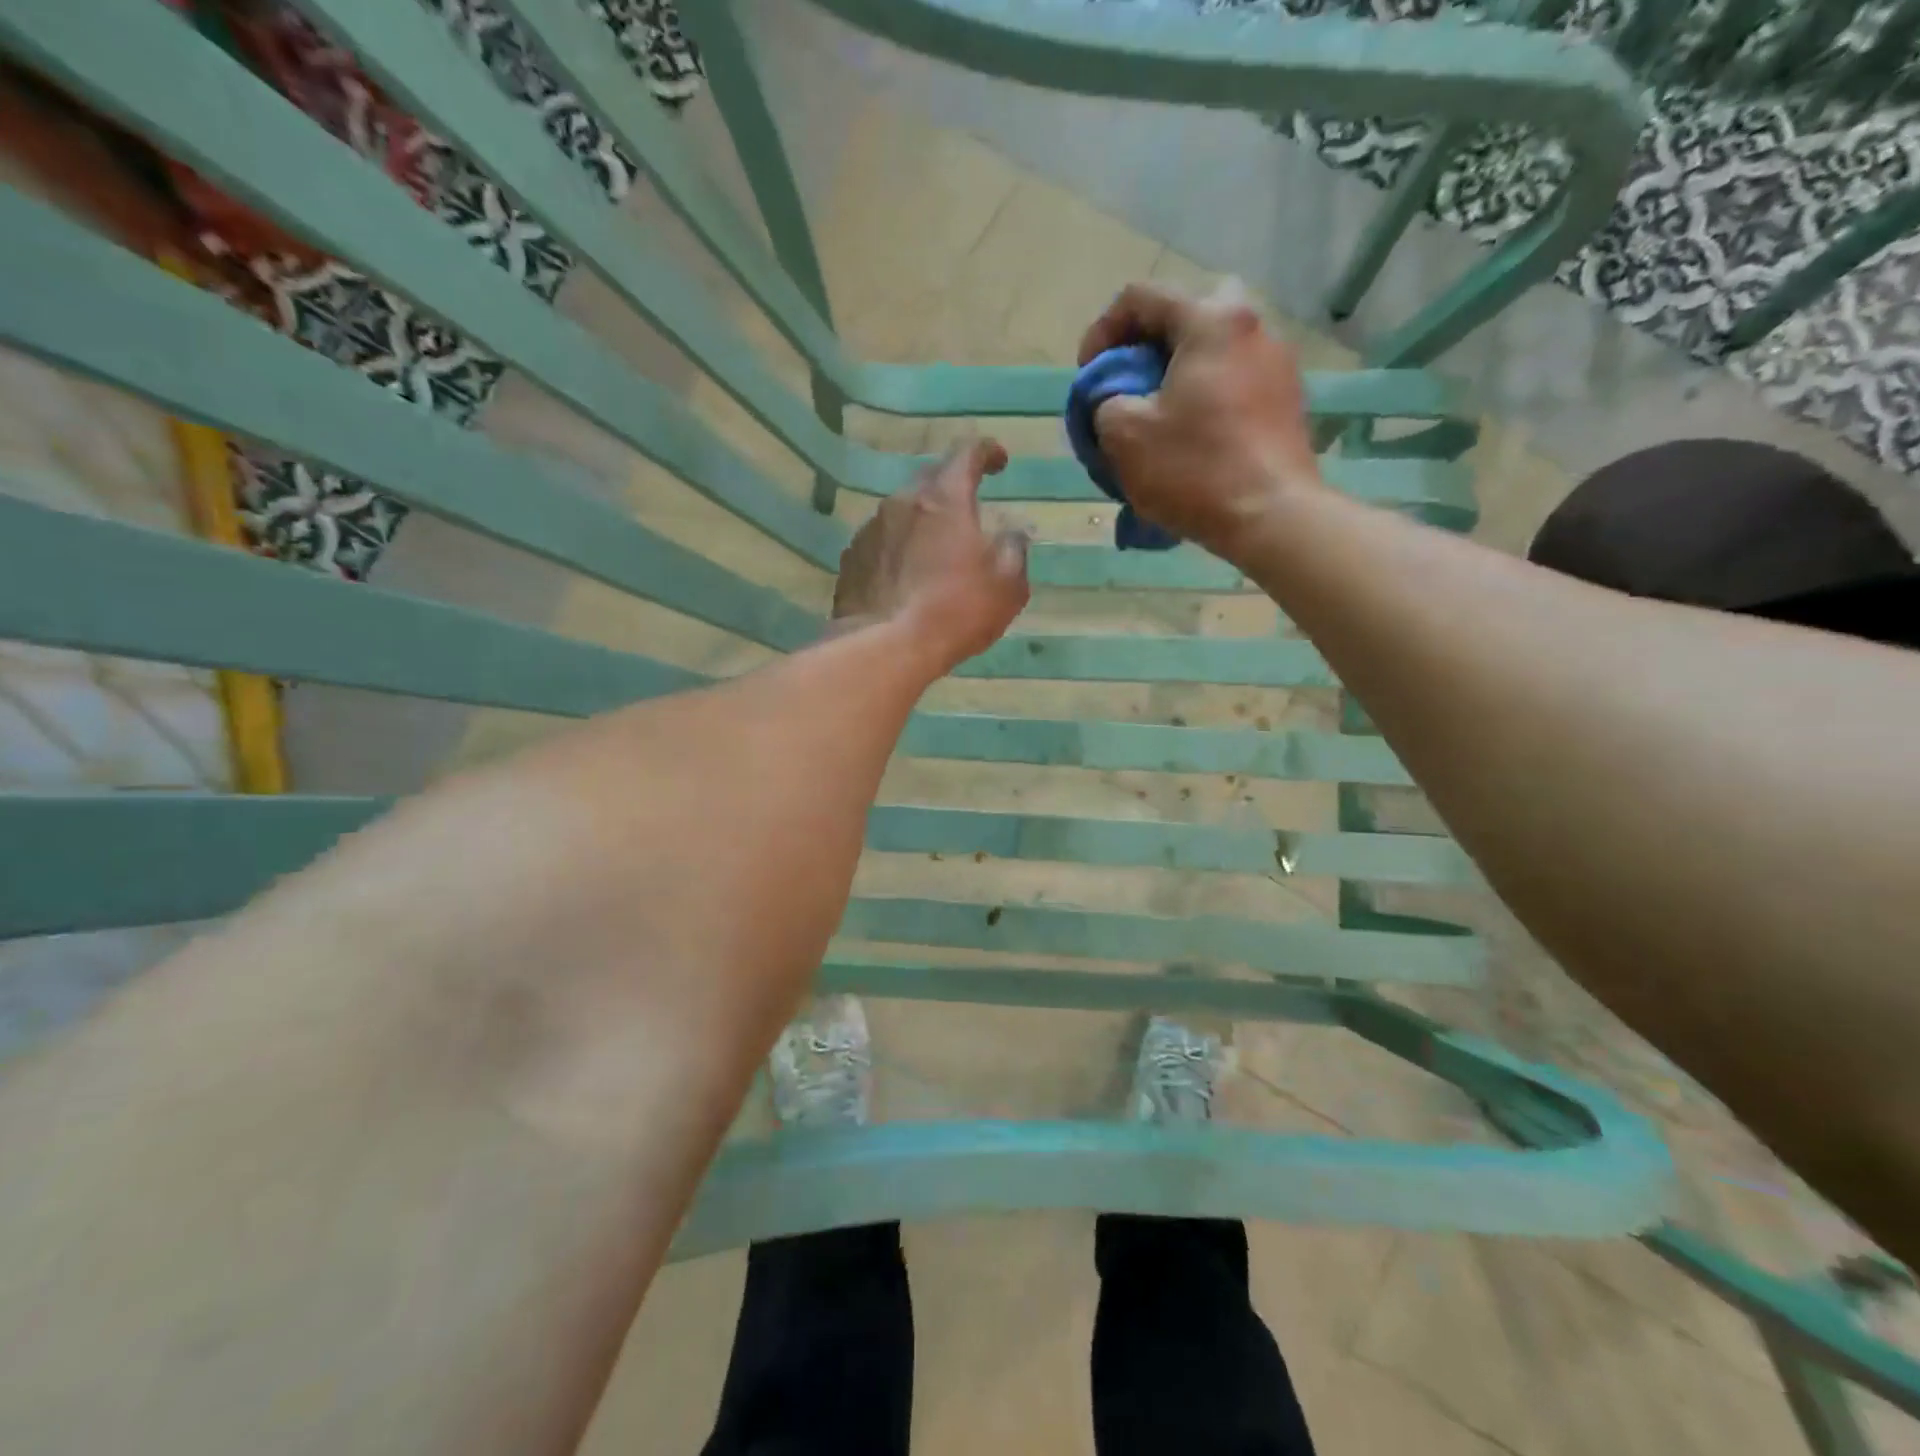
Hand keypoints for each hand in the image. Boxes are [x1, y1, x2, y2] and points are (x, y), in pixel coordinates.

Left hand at [833, 438, 1029, 671]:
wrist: (885, 648)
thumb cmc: (955, 611)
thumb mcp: (1007, 585)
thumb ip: (1014, 551)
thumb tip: (1011, 535)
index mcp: (944, 498)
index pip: (967, 454)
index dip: (987, 452)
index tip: (999, 461)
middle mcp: (902, 503)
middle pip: (930, 479)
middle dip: (952, 486)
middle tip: (968, 507)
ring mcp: (870, 530)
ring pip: (902, 512)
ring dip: (922, 521)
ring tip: (936, 549)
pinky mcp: (851, 560)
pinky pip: (881, 542)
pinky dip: (898, 549)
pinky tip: (906, 576)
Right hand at [1078, 279, 1323, 565]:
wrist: (1272, 517)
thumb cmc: (1194, 469)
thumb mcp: (1124, 434)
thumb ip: (1105, 400)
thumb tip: (1115, 398)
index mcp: (1210, 320)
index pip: (1141, 297)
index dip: (1102, 332)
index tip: (1089, 376)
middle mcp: (1252, 326)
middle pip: (1187, 314)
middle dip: (1149, 343)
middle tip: (1130, 383)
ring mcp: (1277, 362)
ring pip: (1214, 348)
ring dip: (1178, 371)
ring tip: (1157, 415)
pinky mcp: (1287, 400)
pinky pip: (1234, 380)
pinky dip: (1206, 395)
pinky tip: (1192, 436)